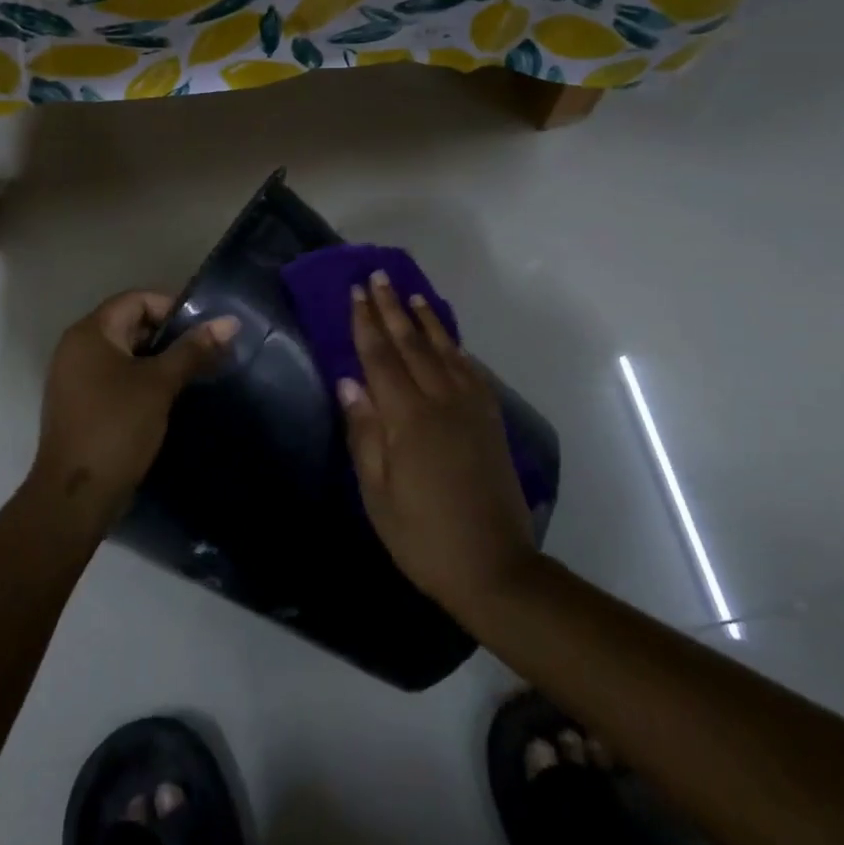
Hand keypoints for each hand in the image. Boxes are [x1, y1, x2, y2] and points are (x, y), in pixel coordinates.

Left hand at [33, 291, 238, 531]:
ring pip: (125, 353)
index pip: (137, 300)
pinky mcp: (81, 403)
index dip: (173, 308)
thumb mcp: (160, 384)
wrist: (76, 496)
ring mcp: (75, 377)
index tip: (205, 330)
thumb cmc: (117, 428)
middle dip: (170, 336)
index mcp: (90, 332)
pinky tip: (169, 396)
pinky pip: (116, 377)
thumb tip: (230, 322)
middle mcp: (77, 347)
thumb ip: (193, 350)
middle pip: (130, 324)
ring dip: (159, 360)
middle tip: (206, 352)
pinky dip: (142, 379)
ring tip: (194, 374)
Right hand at [340, 273, 537, 615]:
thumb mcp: (378, 494)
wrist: (495, 567)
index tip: (355, 292)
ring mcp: (471, 409)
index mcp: (408, 419)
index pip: (380, 357)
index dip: (366, 323)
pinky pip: (470, 371)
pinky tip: (448, 340)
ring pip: (444, 351)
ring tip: (412, 294)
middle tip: (378, 277)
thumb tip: (349, 382)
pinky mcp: (490, 421)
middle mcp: (441, 402)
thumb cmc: (423, 536)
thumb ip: (364, 433)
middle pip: (411, 344)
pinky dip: (455, 348)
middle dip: (392, 309)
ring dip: (425, 320)